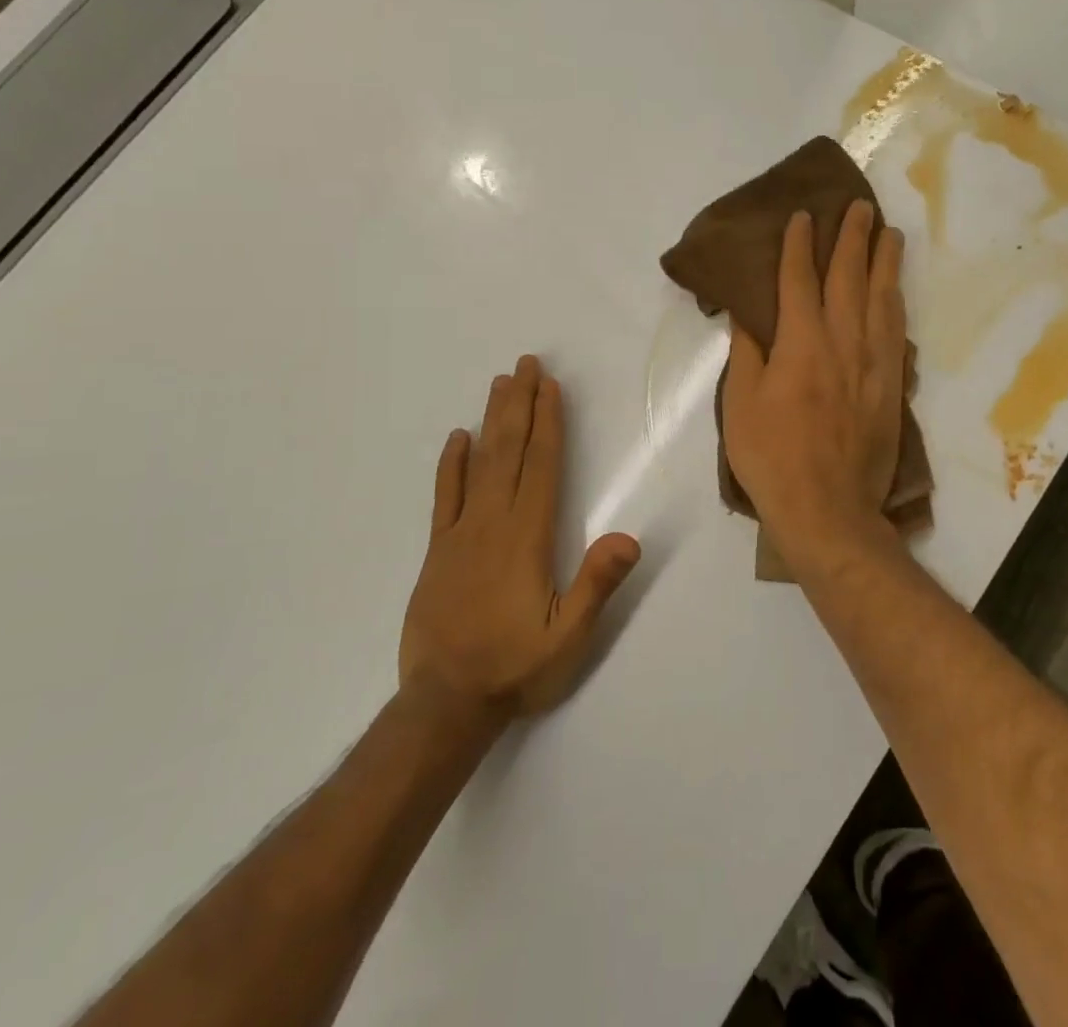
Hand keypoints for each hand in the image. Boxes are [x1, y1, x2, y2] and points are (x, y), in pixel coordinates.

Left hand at [399, 355, 640, 717]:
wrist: (445, 703)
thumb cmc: (515, 667)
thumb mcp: (569, 637)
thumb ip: (597, 585)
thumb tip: (629, 536)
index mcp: (528, 536)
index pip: (542, 465)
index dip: (549, 423)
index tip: (550, 386)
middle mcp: (494, 522)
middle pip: (510, 450)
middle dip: (521, 404)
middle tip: (526, 364)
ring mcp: (461, 533)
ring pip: (479, 463)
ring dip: (492, 420)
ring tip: (500, 383)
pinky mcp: (439, 550)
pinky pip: (445, 496)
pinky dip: (451, 464)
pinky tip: (457, 438)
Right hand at [722, 202, 907, 545]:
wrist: (828, 509)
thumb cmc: (771, 457)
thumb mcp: (740, 404)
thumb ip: (747, 354)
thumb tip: (748, 315)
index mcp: (800, 344)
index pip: (798, 281)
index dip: (798, 245)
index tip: (802, 216)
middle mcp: (842, 343)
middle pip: (849, 278)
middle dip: (852, 238)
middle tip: (860, 206)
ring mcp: (873, 363)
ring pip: (881, 299)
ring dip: (884, 262)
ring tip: (889, 233)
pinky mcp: (892, 386)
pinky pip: (897, 332)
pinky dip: (896, 304)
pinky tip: (896, 292)